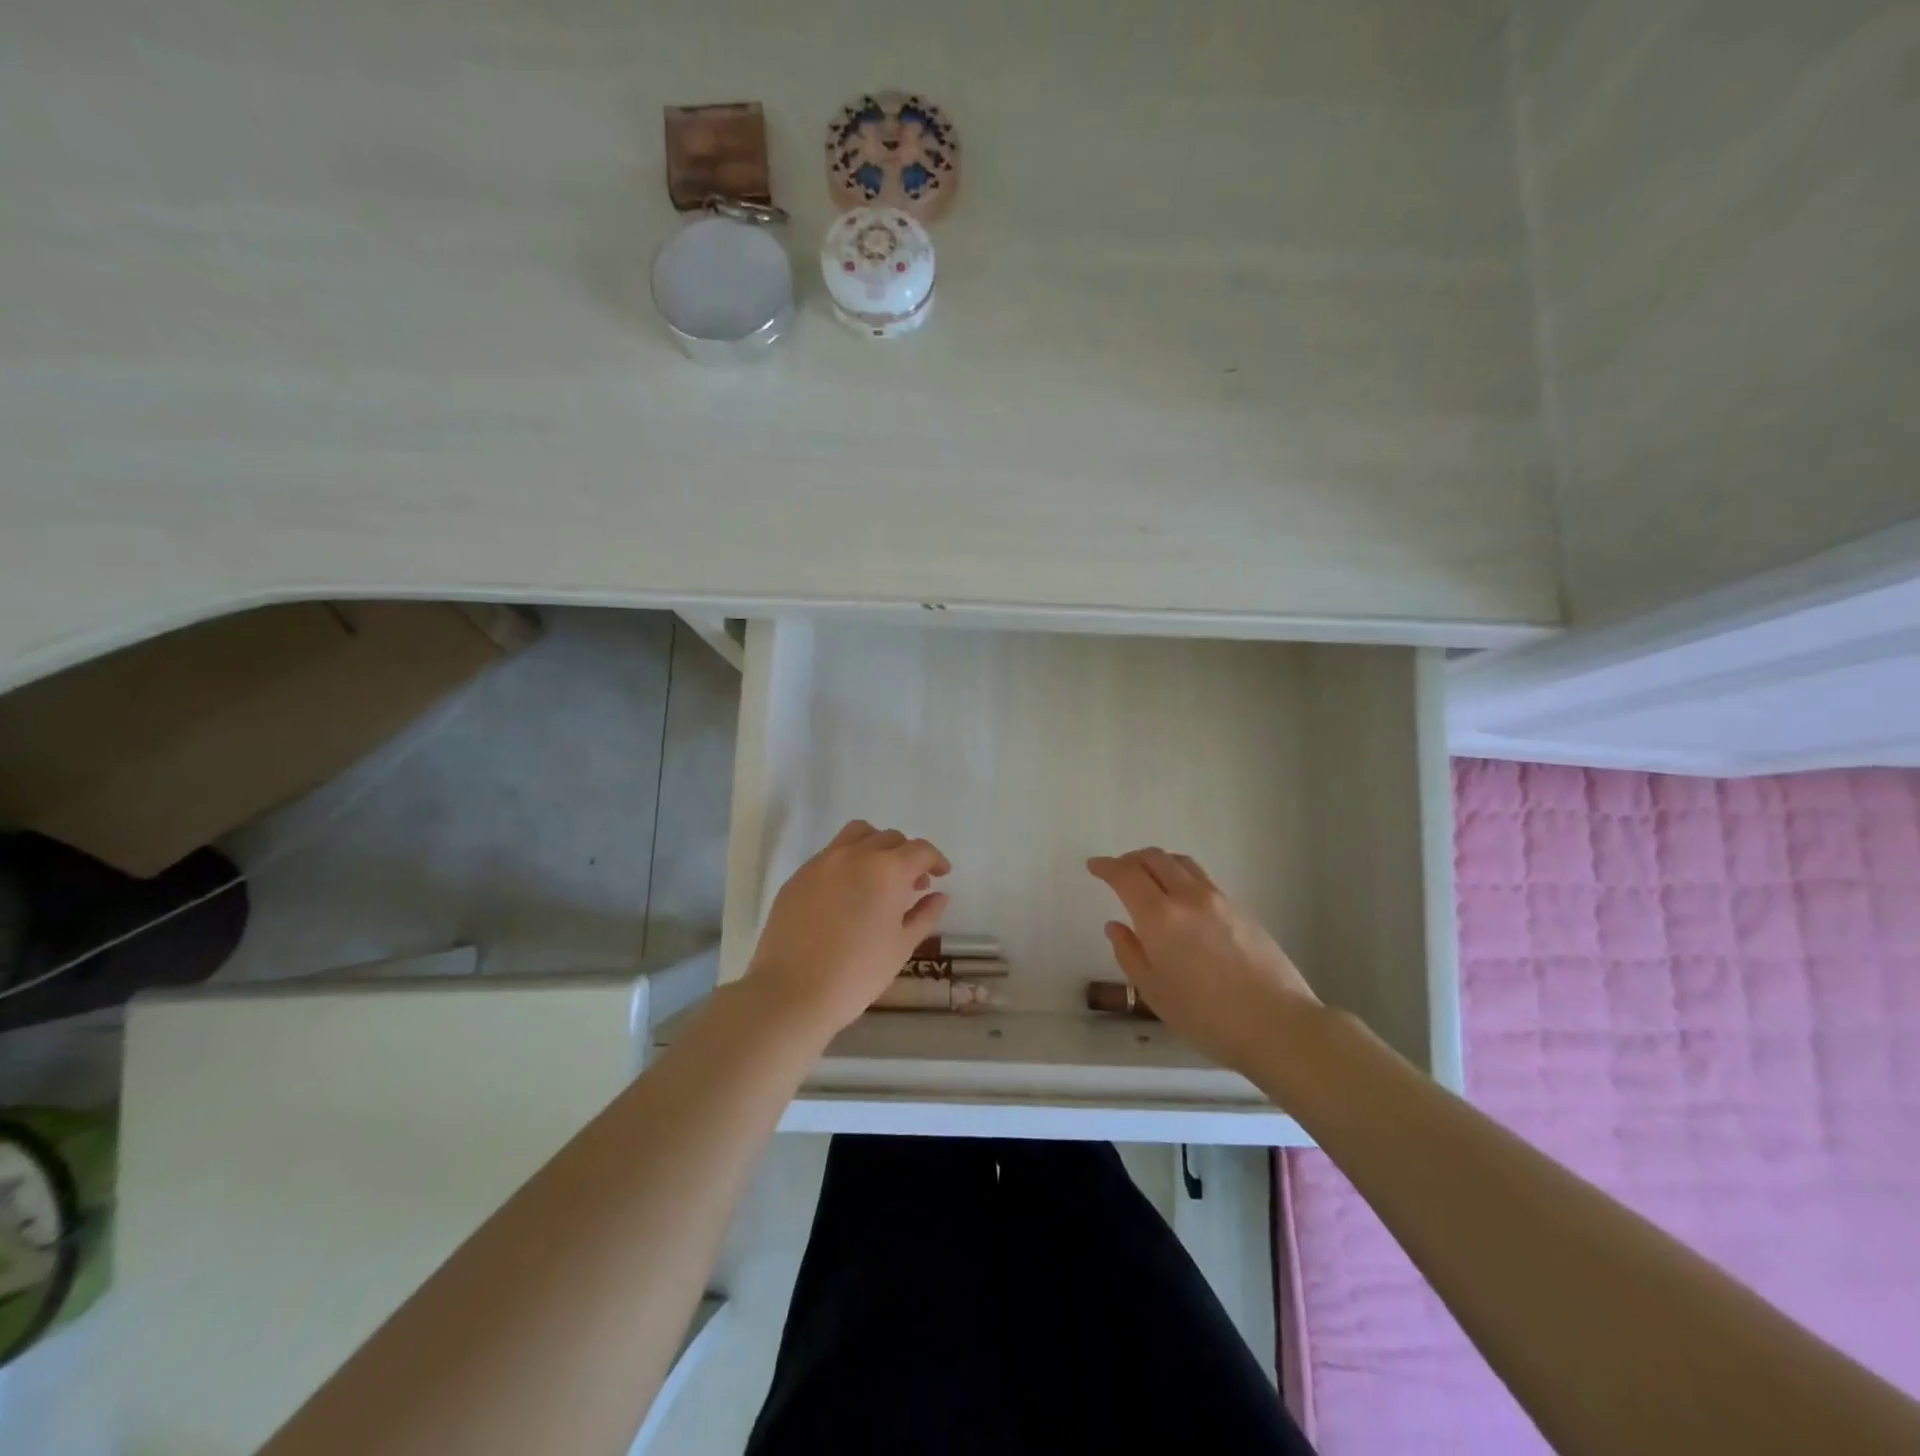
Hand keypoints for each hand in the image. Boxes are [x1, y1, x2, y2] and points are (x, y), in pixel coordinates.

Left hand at [746, 820, 950, 1038]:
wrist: (791, 992)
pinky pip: (830, 854)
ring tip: (878, 875)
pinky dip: (847, 861)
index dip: (935, 860)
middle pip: (889, 838)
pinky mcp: (798, 876)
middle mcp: (855, 855)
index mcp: (887, 870)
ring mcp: (822, 862)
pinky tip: (846, 892)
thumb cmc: (856, 974)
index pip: (920, 850)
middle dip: (907, 855)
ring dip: (875, 846)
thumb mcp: (901, 947)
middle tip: (912, 884)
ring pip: (856, 835)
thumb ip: (924, 915)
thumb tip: (939, 895)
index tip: (942, 875)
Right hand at [1088, 848, 1321, 1075]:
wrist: (1278, 1025)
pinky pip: (1202, 879)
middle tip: (1118, 871)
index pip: (1126, 875)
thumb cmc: (1206, 1017)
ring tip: (1149, 879)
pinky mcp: (1241, 909)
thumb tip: (1117, 926)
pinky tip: (1181, 902)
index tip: (1094, 866)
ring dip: (1158, 862)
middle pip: (1155, 858)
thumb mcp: (1155, 992)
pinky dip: (1181, 877)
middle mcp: (1188, 897)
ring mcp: (1219, 900)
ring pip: (1182, 863)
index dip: (1106, 867)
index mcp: (1160, 916)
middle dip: (1131, 859)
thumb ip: (1130, 953)